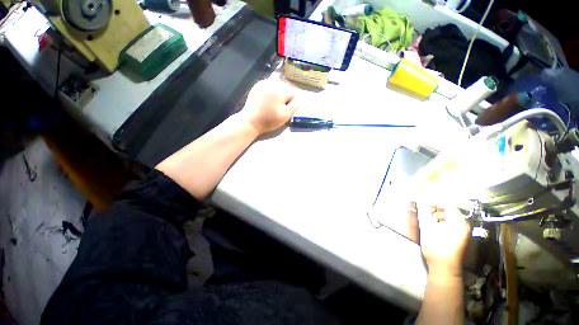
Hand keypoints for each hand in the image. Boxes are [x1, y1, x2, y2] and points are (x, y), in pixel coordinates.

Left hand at [239, 79, 298, 133]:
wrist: (250, 121)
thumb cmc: (269, 120)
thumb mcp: (286, 116)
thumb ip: (294, 105)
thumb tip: (297, 98)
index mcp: (281, 90)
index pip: (293, 93)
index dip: (290, 103)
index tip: (284, 110)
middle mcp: (273, 83)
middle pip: (285, 89)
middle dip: (284, 97)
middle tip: (277, 108)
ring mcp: (263, 82)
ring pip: (277, 87)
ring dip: (277, 94)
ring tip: (271, 105)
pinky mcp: (256, 85)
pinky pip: (268, 86)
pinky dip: (269, 92)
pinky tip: (265, 101)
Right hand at [418, 203, 470, 277]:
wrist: (444, 268)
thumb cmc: (436, 247)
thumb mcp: (428, 228)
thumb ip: (426, 214)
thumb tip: (423, 203)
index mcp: (458, 222)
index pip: (448, 205)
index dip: (435, 202)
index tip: (424, 202)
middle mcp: (463, 225)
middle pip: (449, 211)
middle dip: (436, 209)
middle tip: (424, 211)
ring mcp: (462, 232)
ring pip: (449, 218)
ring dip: (437, 216)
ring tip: (427, 219)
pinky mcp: (459, 238)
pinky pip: (450, 225)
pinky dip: (441, 223)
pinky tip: (433, 226)